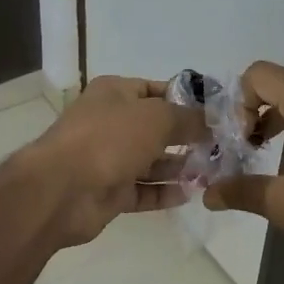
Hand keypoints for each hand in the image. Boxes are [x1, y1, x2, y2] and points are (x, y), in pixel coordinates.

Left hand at [18, 77, 203, 247]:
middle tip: (221, 148)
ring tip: (212, 172)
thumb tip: (210, 122)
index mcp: (114, 93)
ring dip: (179, 167)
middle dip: (186, 137)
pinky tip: (191, 194)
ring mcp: (108, 159)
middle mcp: (110, 122)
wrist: (62, 189)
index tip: (215, 114)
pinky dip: (164, 192)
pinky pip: (143, 191)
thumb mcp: (157, 117)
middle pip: (155, 128)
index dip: (185, 100)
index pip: (156, 90)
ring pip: (150, 161)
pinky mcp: (109, 192)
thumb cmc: (110, 139)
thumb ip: (188, 119)